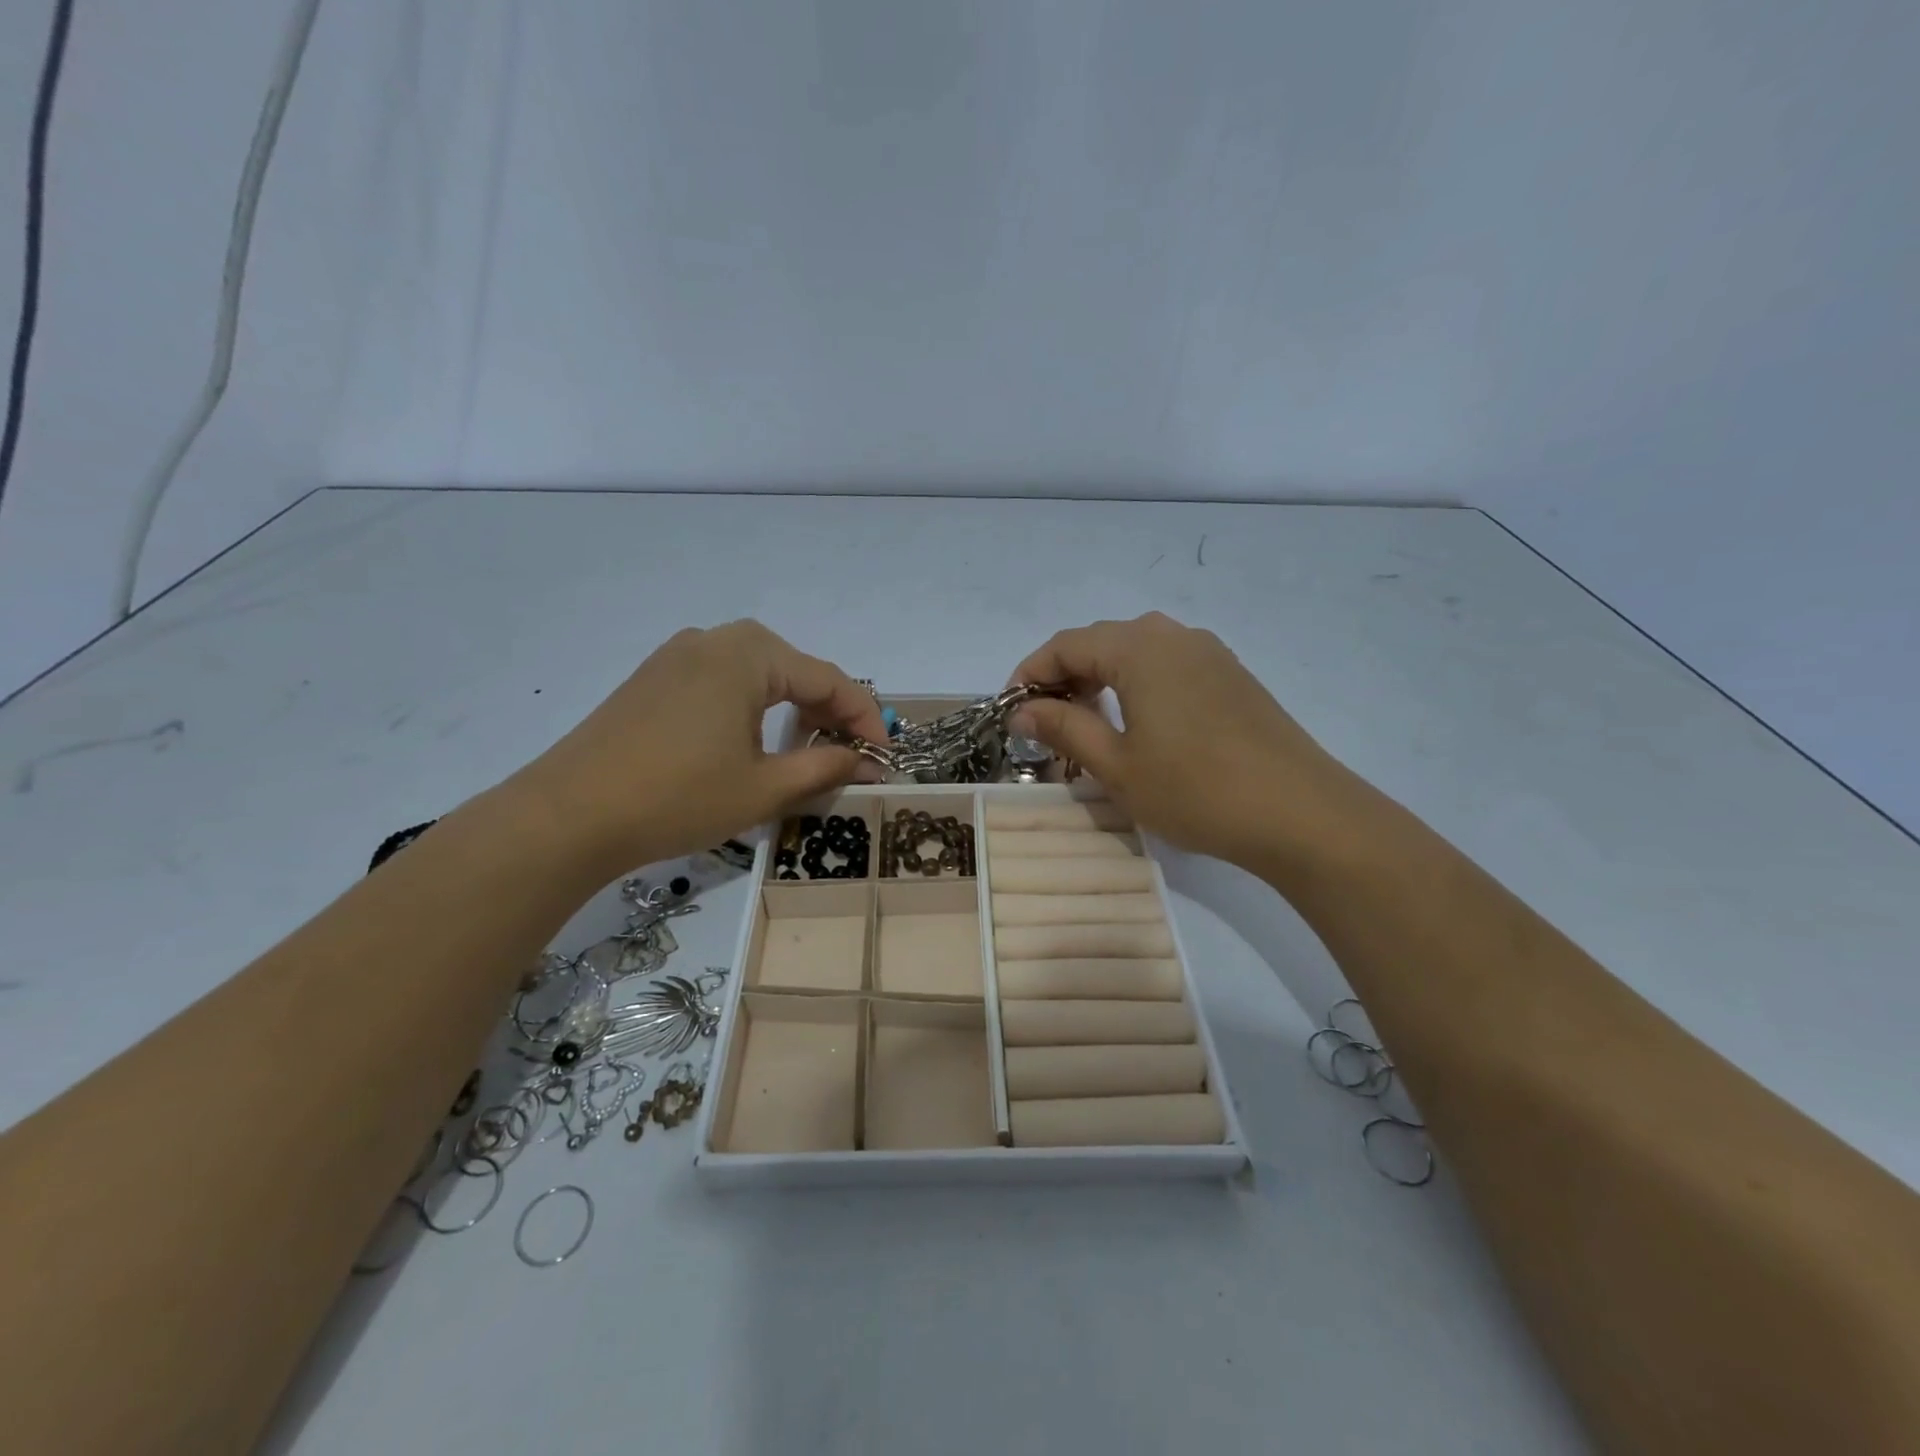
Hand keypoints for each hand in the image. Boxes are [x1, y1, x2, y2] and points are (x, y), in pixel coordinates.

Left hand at [515, 621, 886, 872]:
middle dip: (828, 713)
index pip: (829, 679)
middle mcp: (715, 640)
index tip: (884, 758)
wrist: (567, 816)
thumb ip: (825, 768)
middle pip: (794, 670)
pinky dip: (752, 709)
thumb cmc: (678, 797)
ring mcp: (677, 656)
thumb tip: (868, 764)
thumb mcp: (764, 788)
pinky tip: (751, 745)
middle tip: (846, 756)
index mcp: (749, 655)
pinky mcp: (653, 679)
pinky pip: (723, 682)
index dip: (865, 719)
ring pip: (758, 675)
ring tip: (803, 754)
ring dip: (790, 710)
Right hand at [1011, 613, 1368, 869]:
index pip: (1065, 644)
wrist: (1301, 813)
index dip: (1029, 674)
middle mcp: (1173, 635)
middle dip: (1063, 676)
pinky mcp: (1232, 676)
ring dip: (1100, 680)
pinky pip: (1168, 666)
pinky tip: (1137, 724)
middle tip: (1044, 723)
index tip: (1011, 712)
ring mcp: (1209, 653)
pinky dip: (1137, 685)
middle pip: (1100, 641)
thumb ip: (1064, 728)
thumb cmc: (1196, 789)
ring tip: (1085, 724)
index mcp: (1139, 647)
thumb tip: (1022, 711)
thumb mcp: (1117, 765)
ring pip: (1136, 652)